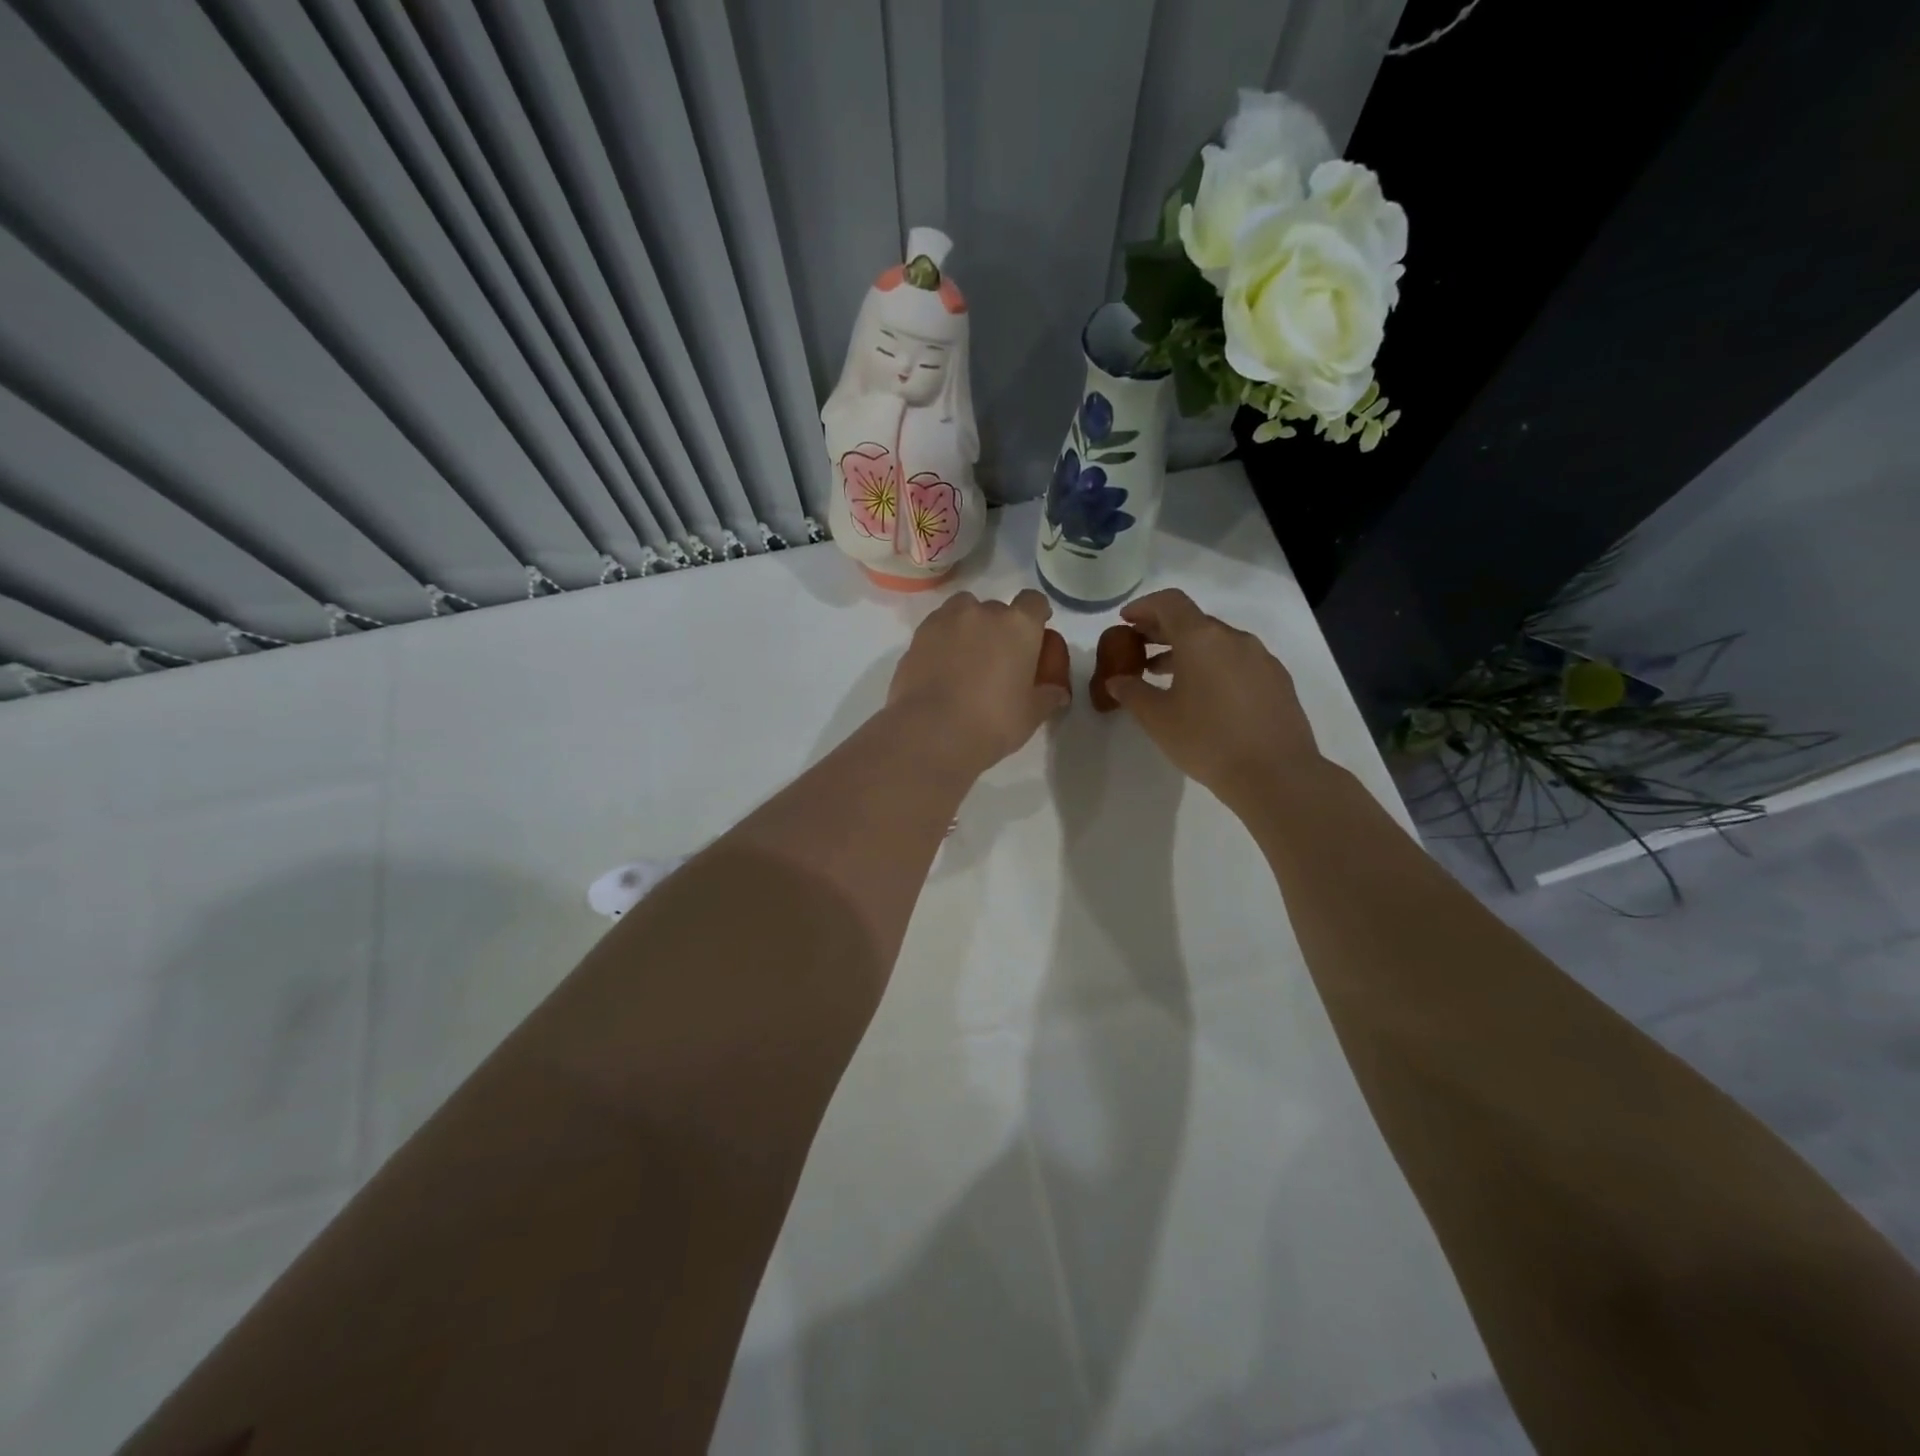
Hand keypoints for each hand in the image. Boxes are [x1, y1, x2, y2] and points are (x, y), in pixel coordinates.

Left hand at [887, 589, 1069, 776]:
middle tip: (997, 658)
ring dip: (968, 626)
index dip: (1035, 615)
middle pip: (997, 608)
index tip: (1034, 634)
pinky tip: (941, 667)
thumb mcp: (1031, 715)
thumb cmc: (993, 722)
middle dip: (999, 627)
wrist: (931, 731)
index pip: (1033, 601)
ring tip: (966, 657)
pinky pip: (937, 628)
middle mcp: (983, 612)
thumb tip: (1057, 692)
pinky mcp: (917, 635)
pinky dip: (942, 640)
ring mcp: (946, 620)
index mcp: (1018, 625)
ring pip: (963, 611)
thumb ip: (1047, 696)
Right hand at [1102, 589, 1322, 811]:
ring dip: (1188, 652)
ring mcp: (1261, 658)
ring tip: (1164, 676)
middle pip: (1193, 621)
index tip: (1126, 621)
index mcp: (1202, 639)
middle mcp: (1234, 638)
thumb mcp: (1158, 719)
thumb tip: (1116, 681)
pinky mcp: (1277, 680)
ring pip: (1217, 643)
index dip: (1144, 606)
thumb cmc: (1207, 740)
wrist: (1275, 774)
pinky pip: (1238, 661)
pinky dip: (1213, 666)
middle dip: (1162, 631)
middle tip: (1138, 648)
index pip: (1170, 602)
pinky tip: (1204, 696)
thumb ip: (1132, 693)